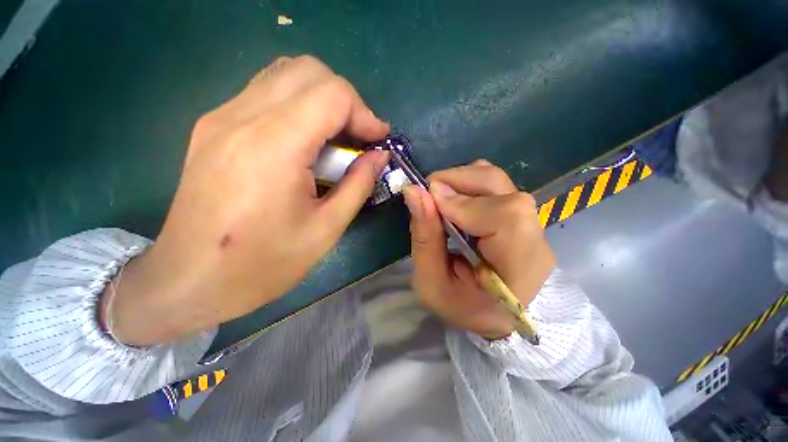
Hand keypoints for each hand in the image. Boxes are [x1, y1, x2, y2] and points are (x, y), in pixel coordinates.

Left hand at [108, 56, 389, 345]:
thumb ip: (358, 185)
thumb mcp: (326, 229)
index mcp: (274, 146)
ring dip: (321, 100)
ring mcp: (221, 118)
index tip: (378, 140)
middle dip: (346, 101)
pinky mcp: (212, 127)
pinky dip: (297, 106)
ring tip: (335, 139)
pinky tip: (305, 143)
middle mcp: (242, 118)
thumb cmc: (263, 263)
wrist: (190, 280)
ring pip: (284, 75)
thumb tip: (379, 157)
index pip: (332, 94)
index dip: (365, 113)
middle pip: (309, 71)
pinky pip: (265, 94)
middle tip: (358, 138)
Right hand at [402, 160, 555, 338]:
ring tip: (440, 197)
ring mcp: (531, 223)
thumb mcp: (431, 283)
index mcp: (518, 269)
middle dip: (459, 181)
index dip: (465, 203)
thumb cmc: (462, 307)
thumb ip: (424, 237)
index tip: (429, 200)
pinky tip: (456, 200)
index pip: (505, 216)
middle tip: (428, 191)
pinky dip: (470, 184)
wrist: (493, 315)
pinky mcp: (521, 215)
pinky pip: (497, 186)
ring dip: (463, 180)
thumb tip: (413, 191)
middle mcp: (533, 239)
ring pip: (498, 181)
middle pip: (502, 187)